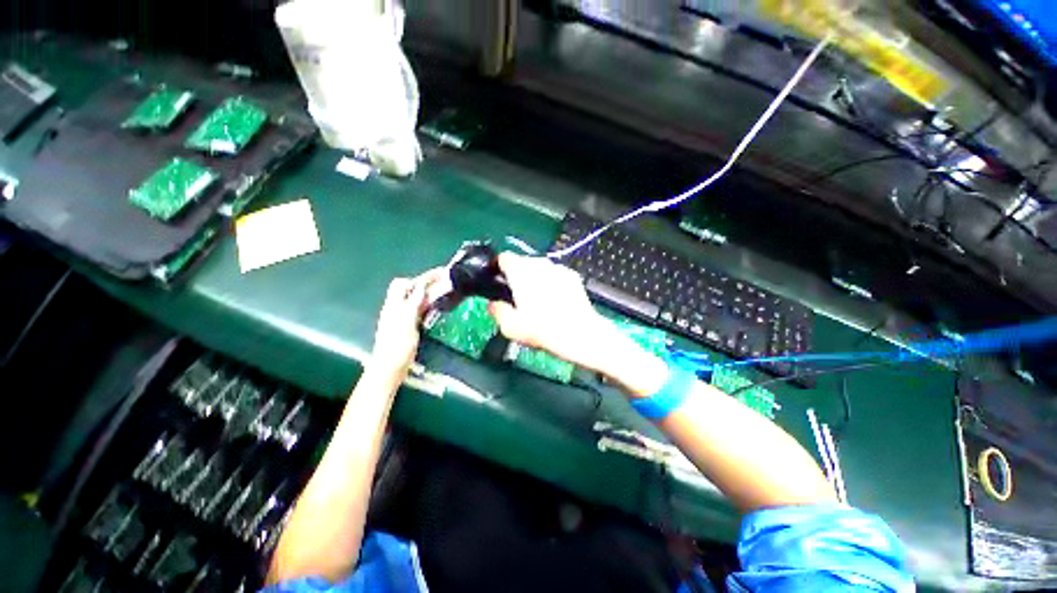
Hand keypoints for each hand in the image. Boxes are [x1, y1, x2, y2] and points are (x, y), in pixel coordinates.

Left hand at [370, 271, 443, 374]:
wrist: (390, 368)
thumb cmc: (397, 346)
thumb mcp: (406, 322)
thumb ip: (412, 302)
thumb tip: (421, 286)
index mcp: (393, 305)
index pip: (404, 284)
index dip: (421, 278)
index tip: (439, 274)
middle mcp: (397, 308)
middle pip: (411, 289)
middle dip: (427, 283)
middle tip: (445, 281)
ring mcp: (402, 317)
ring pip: (416, 299)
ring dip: (430, 293)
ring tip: (445, 290)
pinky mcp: (408, 326)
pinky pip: (419, 310)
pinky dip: (428, 304)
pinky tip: (437, 305)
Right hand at [488, 253, 614, 371]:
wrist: (579, 334)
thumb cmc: (541, 329)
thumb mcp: (510, 327)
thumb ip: (497, 311)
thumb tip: (493, 305)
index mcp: (520, 271)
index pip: (503, 257)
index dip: (499, 268)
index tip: (500, 281)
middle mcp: (539, 263)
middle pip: (522, 262)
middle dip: (518, 275)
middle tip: (519, 297)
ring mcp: (558, 268)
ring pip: (540, 268)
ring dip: (536, 278)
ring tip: (539, 300)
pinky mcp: (572, 275)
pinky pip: (555, 274)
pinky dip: (552, 282)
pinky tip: (556, 300)